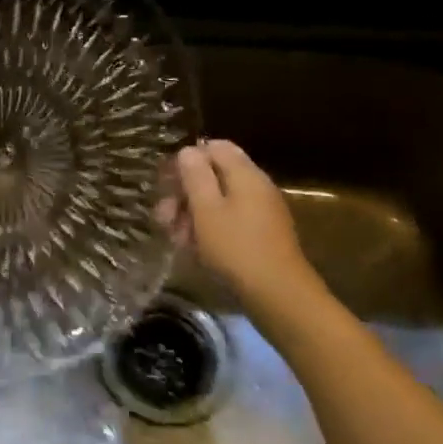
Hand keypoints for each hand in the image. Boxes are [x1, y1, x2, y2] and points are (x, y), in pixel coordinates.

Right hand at [175, 141, 328, 337]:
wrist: (279, 296)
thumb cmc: (236, 248)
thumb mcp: (207, 209)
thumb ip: (195, 176)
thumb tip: (188, 151)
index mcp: (245, 174)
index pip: (215, 147)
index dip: (187, 159)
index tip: (166, 181)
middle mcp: (256, 187)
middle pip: (215, 176)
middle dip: (185, 192)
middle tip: (163, 216)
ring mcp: (261, 213)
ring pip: (219, 202)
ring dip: (192, 214)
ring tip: (175, 238)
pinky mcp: (261, 236)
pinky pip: (229, 222)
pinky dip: (208, 230)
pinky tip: (193, 249)